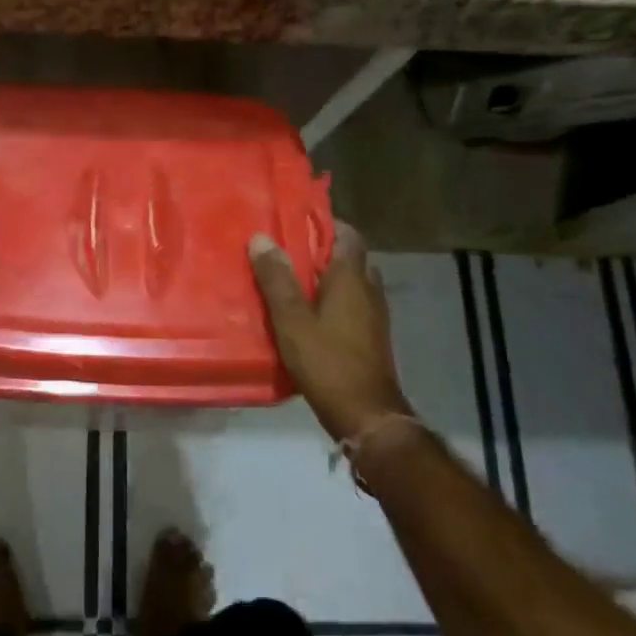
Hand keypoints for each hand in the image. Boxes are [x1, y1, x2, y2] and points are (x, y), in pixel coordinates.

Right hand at [250, 223, 411, 442]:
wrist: (367, 415)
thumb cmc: (327, 361)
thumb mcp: (291, 319)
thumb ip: (277, 279)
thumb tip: (261, 238)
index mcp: (351, 278)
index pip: (347, 234)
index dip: (325, 223)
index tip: (296, 220)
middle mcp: (369, 290)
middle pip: (348, 258)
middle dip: (321, 251)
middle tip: (286, 252)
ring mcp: (374, 316)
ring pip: (350, 284)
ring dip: (326, 278)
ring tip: (291, 282)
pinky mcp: (371, 337)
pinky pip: (351, 306)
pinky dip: (332, 302)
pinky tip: (308, 316)